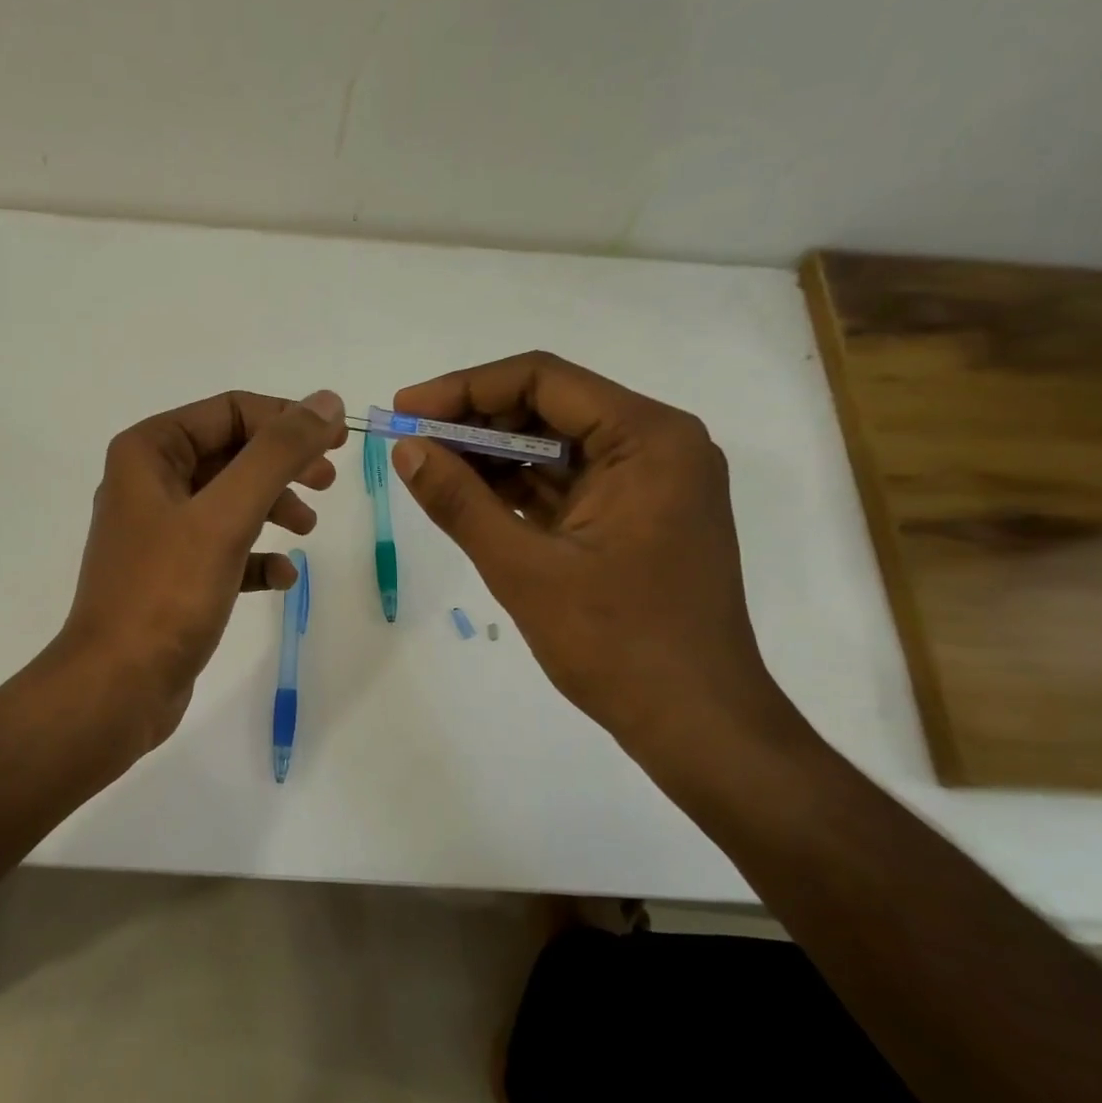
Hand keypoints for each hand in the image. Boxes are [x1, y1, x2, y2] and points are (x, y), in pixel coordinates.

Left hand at [57, 389, 346, 746]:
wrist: (117, 687)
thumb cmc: (166, 593)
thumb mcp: (226, 516)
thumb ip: (277, 454)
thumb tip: (326, 401)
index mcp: (149, 452)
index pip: (229, 411)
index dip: (287, 419)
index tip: (338, 439)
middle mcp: (149, 482)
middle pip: (232, 453)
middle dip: (283, 464)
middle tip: (328, 481)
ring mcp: (159, 531)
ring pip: (230, 501)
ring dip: (273, 507)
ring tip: (308, 528)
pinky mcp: (173, 575)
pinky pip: (223, 549)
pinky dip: (255, 556)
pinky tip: (282, 577)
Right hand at [389, 352, 787, 760]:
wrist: (696, 722)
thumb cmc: (617, 644)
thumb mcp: (524, 568)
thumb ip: (460, 501)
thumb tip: (405, 449)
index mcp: (648, 439)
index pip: (543, 380)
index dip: (465, 388)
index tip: (406, 408)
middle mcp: (658, 445)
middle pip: (551, 406)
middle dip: (475, 422)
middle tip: (411, 444)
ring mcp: (652, 482)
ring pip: (557, 444)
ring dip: (493, 455)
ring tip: (429, 469)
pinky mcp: (639, 516)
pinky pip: (568, 481)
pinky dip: (519, 486)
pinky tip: (469, 497)